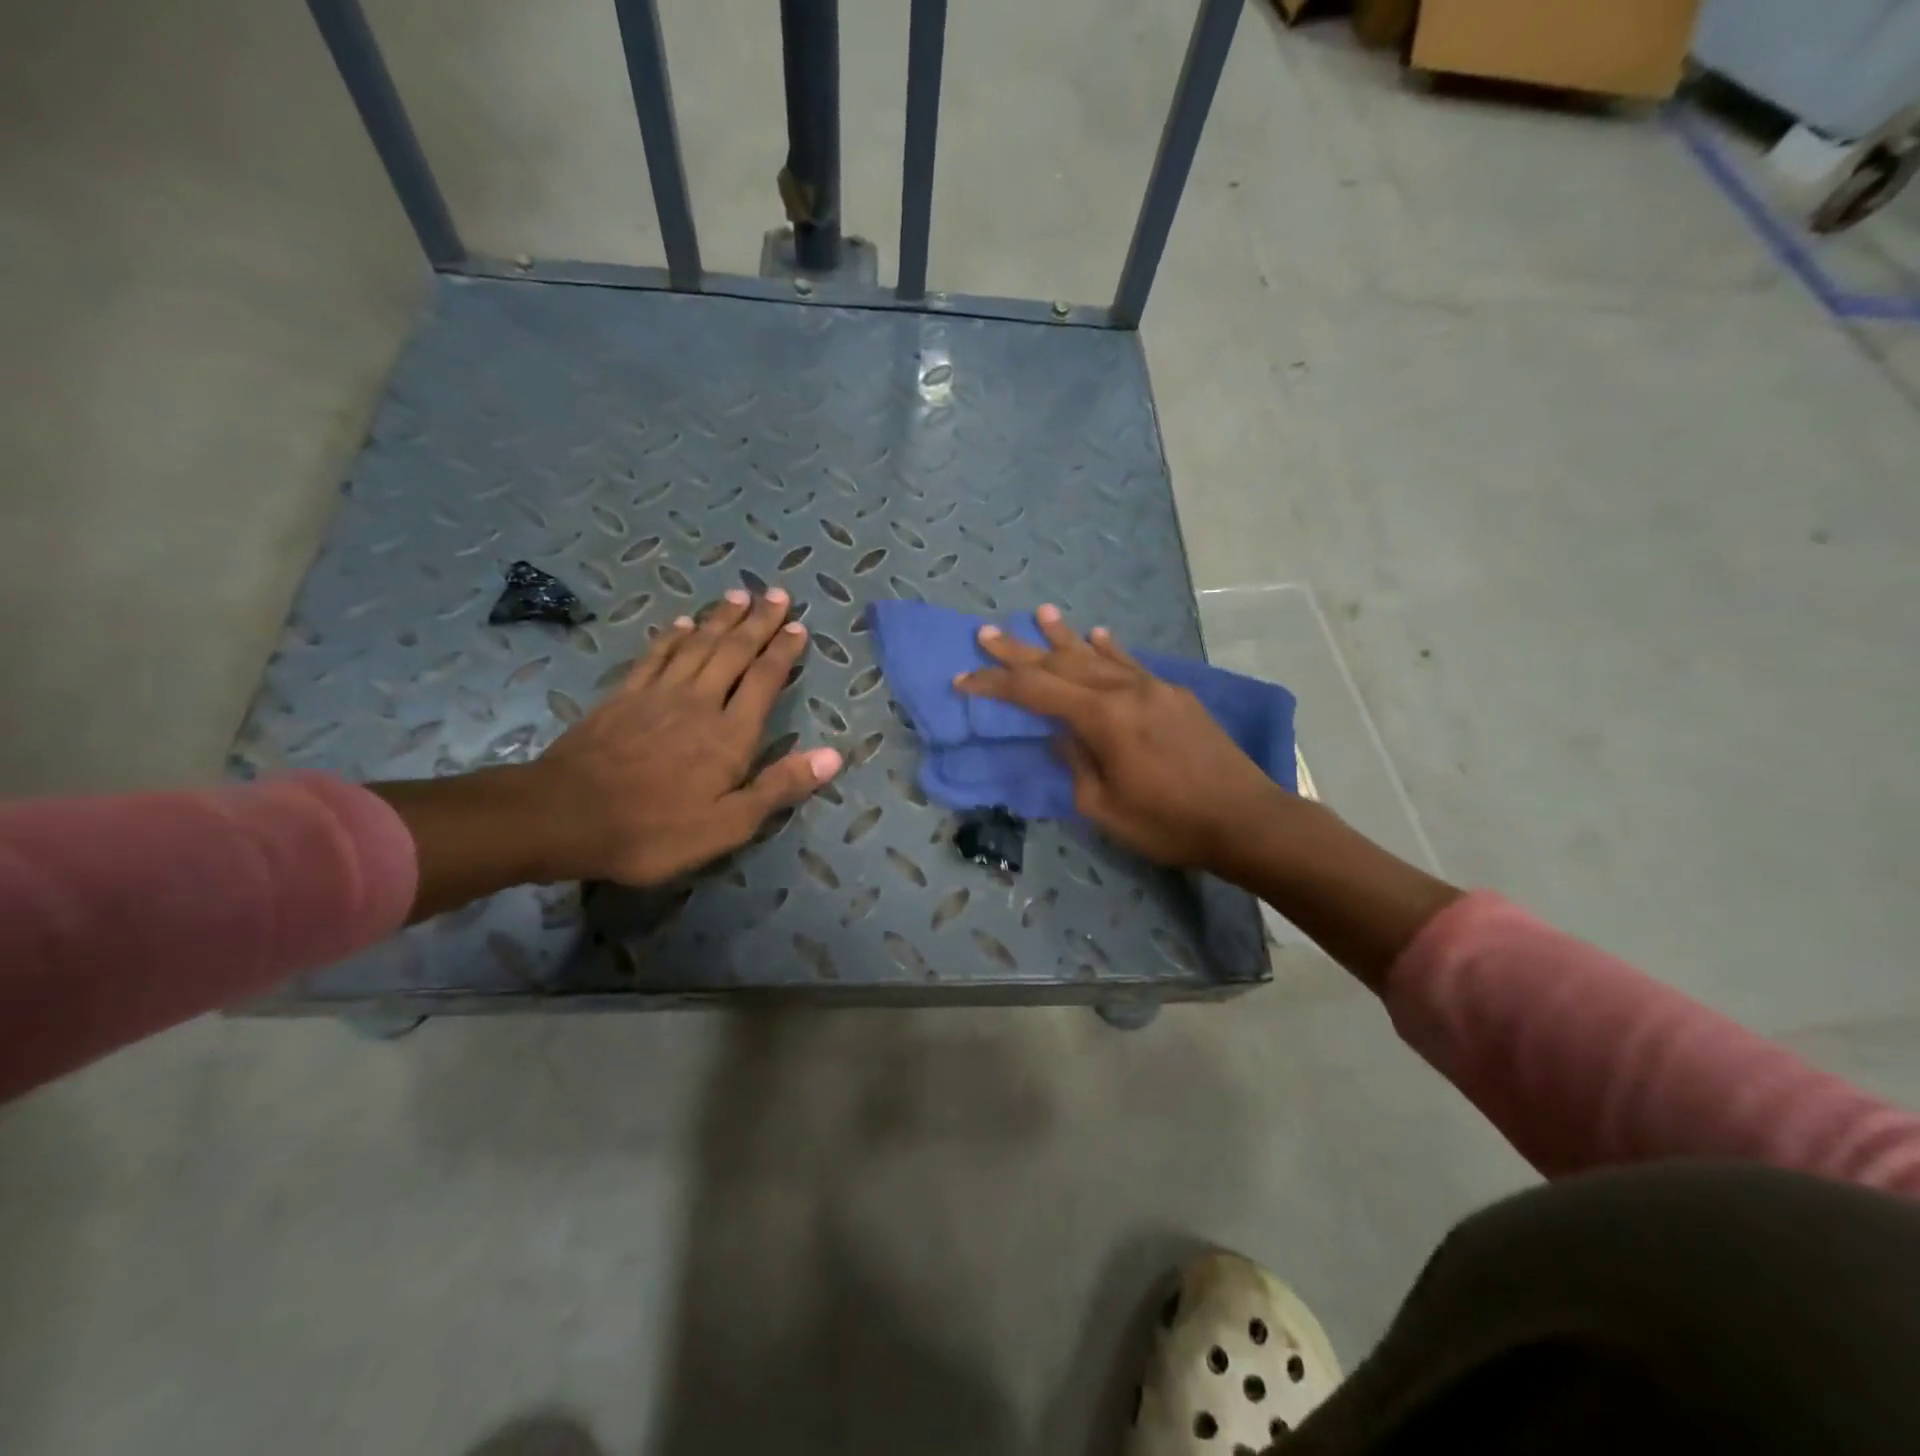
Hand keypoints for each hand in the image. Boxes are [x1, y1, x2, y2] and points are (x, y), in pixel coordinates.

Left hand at [523, 587, 840, 884]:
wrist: (564, 817)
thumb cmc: (655, 830)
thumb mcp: (728, 824)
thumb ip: (780, 786)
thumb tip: (834, 756)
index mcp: (730, 734)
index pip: (765, 680)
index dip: (784, 652)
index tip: (798, 626)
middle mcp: (700, 702)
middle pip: (734, 652)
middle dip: (759, 622)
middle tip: (778, 594)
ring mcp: (658, 694)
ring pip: (698, 645)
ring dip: (721, 619)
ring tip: (740, 595)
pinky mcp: (623, 696)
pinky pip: (655, 656)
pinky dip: (673, 637)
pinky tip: (683, 624)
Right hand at [955, 605, 1291, 871]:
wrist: (1245, 819)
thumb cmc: (1168, 823)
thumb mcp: (1104, 807)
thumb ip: (1076, 763)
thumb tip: (1062, 734)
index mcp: (1102, 718)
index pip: (1035, 692)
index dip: (995, 685)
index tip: (963, 680)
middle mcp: (1125, 690)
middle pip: (1061, 663)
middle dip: (1020, 651)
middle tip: (986, 633)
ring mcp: (1154, 687)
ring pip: (1098, 655)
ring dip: (1064, 636)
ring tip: (1039, 613)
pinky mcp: (1176, 695)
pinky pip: (1132, 664)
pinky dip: (1109, 649)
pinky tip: (1098, 634)